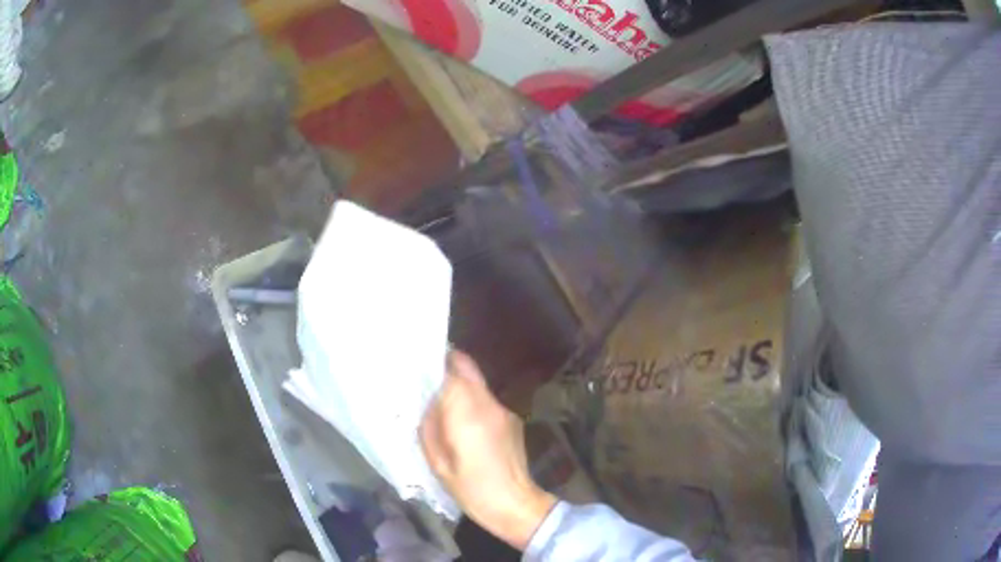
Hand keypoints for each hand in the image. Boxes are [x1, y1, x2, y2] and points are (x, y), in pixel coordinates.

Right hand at [420, 350, 556, 549]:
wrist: (515, 504)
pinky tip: (466, 424)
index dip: (434, 364)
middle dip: (448, 364)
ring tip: (443, 403)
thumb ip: (429, 427)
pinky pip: (487, 401)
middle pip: (468, 368)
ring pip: (478, 384)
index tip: (417, 364)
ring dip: (460, 386)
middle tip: (427, 374)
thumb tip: (428, 405)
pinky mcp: (513, 420)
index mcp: (467, 412)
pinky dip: (473, 402)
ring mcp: (504, 410)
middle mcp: (488, 403)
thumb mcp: (437, 462)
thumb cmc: (471, 488)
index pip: (450, 371)